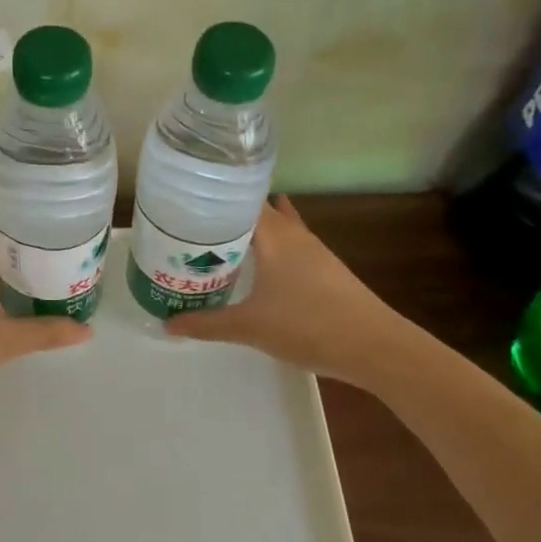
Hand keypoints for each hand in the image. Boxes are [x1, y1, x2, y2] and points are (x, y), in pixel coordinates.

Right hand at [166, 197, 397, 385]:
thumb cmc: (307, 325)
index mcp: (274, 234)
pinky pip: (288, 245)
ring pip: (276, 228)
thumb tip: (167, 324)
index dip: (215, 195)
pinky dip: (269, 248)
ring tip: (219, 241)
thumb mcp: (249, 327)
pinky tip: (258, 266)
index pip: (241, 197)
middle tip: (193, 224)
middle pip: (257, 210)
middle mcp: (293, 233)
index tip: (187, 199)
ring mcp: (313, 250)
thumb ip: (207, 323)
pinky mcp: (324, 268)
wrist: (373, 346)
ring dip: (251, 231)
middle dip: (228, 213)